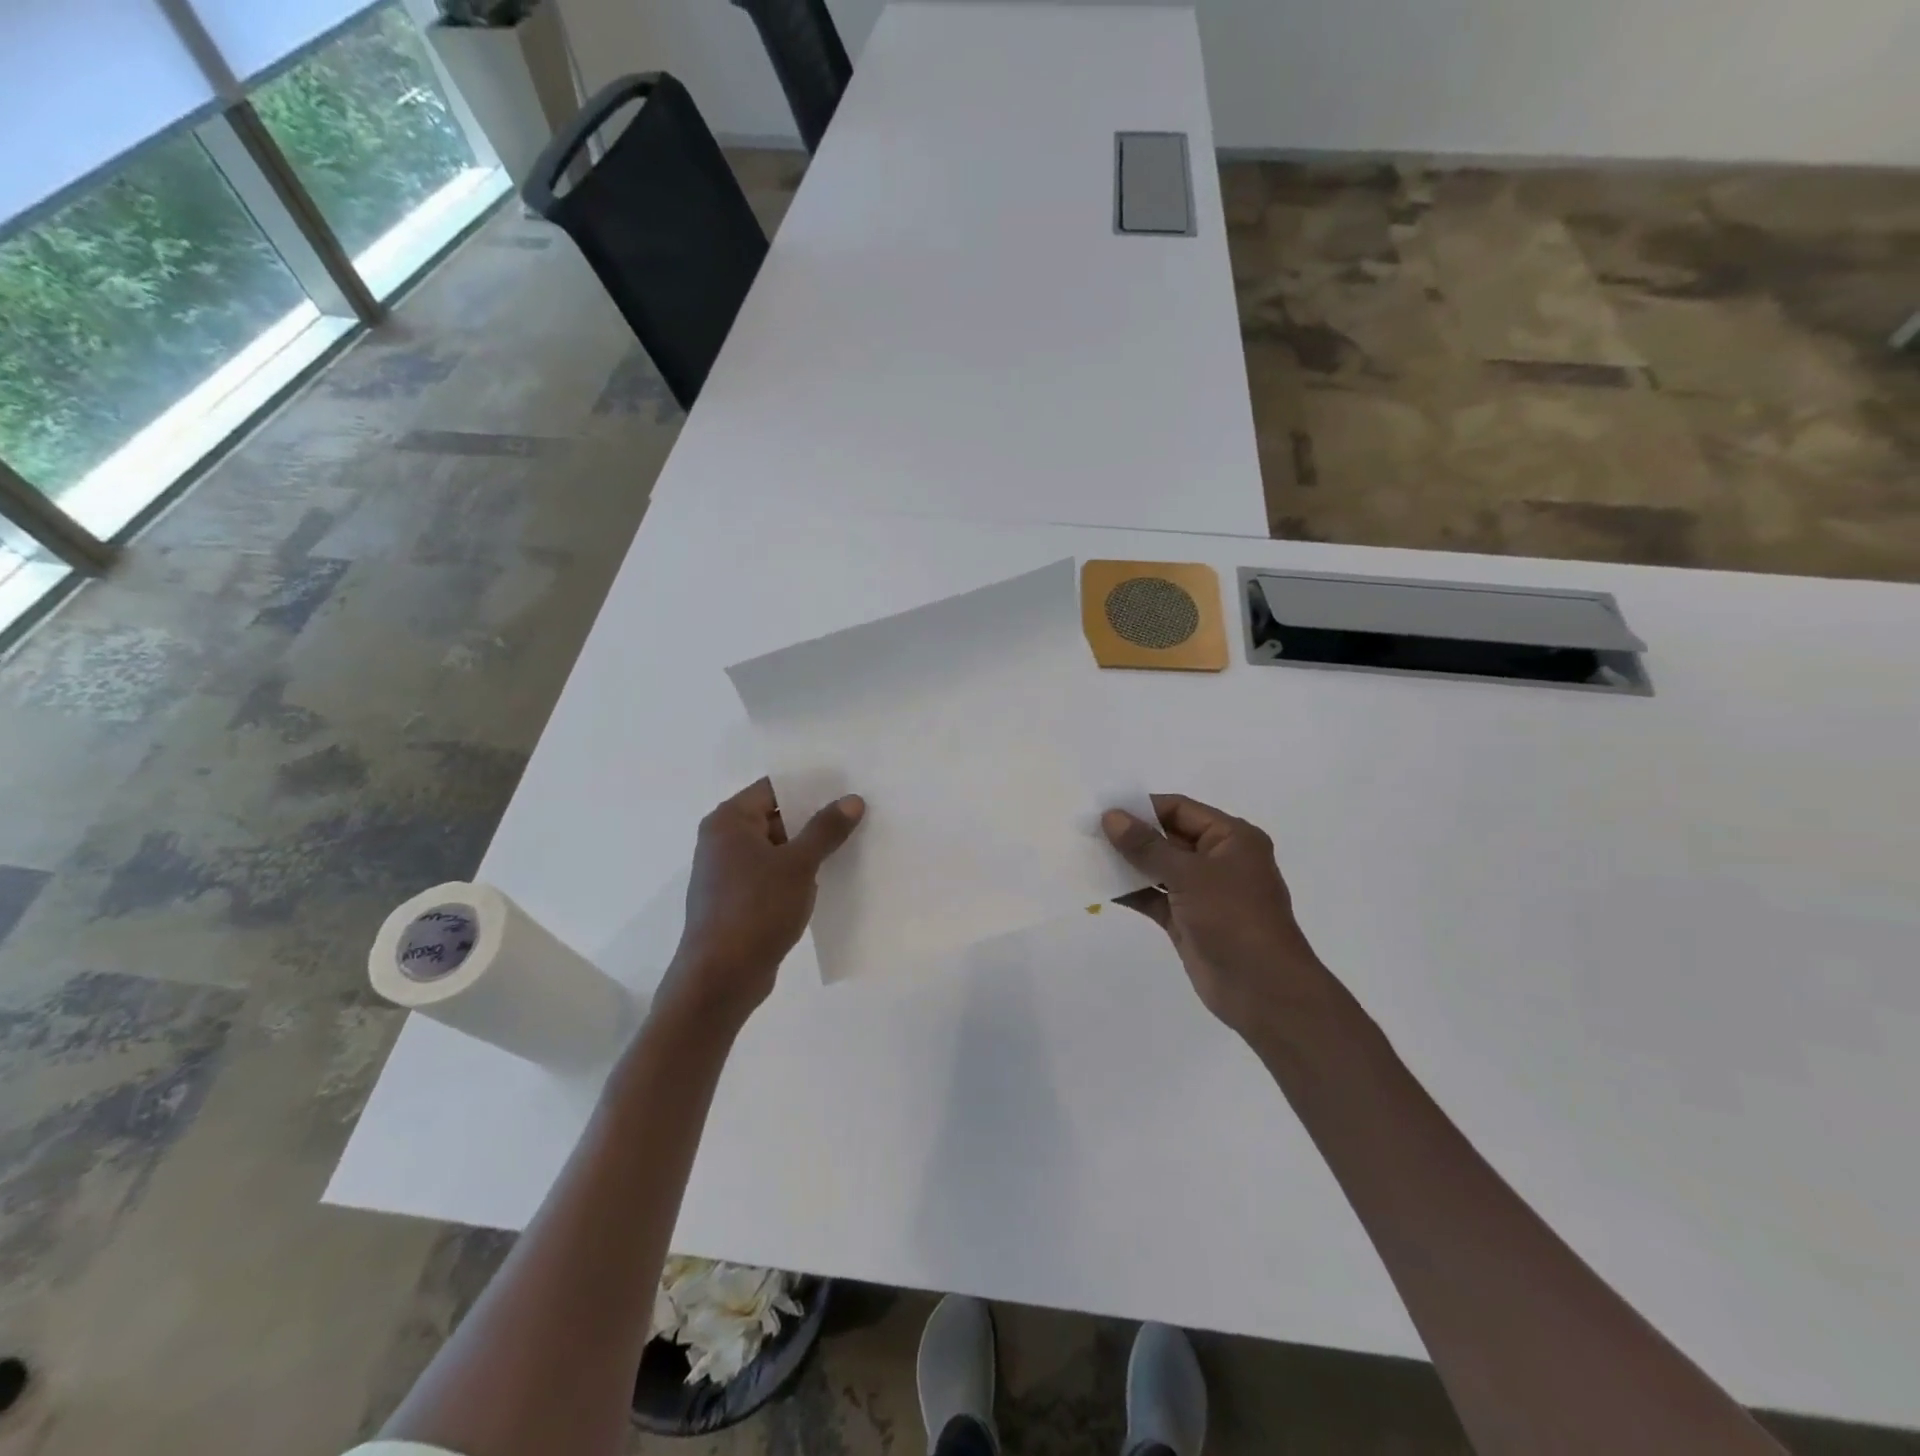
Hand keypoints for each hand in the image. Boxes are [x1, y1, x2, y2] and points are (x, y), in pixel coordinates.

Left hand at [662, 779, 864, 1025]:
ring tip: (852, 844)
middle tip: (857, 814)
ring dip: (808, 849)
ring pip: (777, 848)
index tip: (846, 786)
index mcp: (729, 821)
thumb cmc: (756, 909)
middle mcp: (723, 841)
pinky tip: (829, 879)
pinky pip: (773, 875)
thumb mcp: (798, 865)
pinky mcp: (738, 901)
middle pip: (776, 816)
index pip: (774, 788)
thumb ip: (825, 829)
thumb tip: (852, 800)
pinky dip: (797, 874)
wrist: (720, 978)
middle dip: (814, 819)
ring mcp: (729, 873)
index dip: (810, 786)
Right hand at [1103, 795, 1331, 1038]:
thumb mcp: (1190, 875)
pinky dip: (1131, 892)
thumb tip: (1111, 816)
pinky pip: (1154, 897)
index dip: (1142, 807)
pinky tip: (1099, 887)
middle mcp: (1218, 859)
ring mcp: (1202, 892)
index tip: (1103, 811)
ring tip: (1086, 856)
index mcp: (1231, 838)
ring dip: (1126, 864)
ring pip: (1158, 868)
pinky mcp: (1188, 919)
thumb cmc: (1233, 919)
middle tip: (1087, 832)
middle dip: (1130, 835)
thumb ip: (1147, 846)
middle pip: (1167, 837)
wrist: (1262, 991)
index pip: (1179, 809)